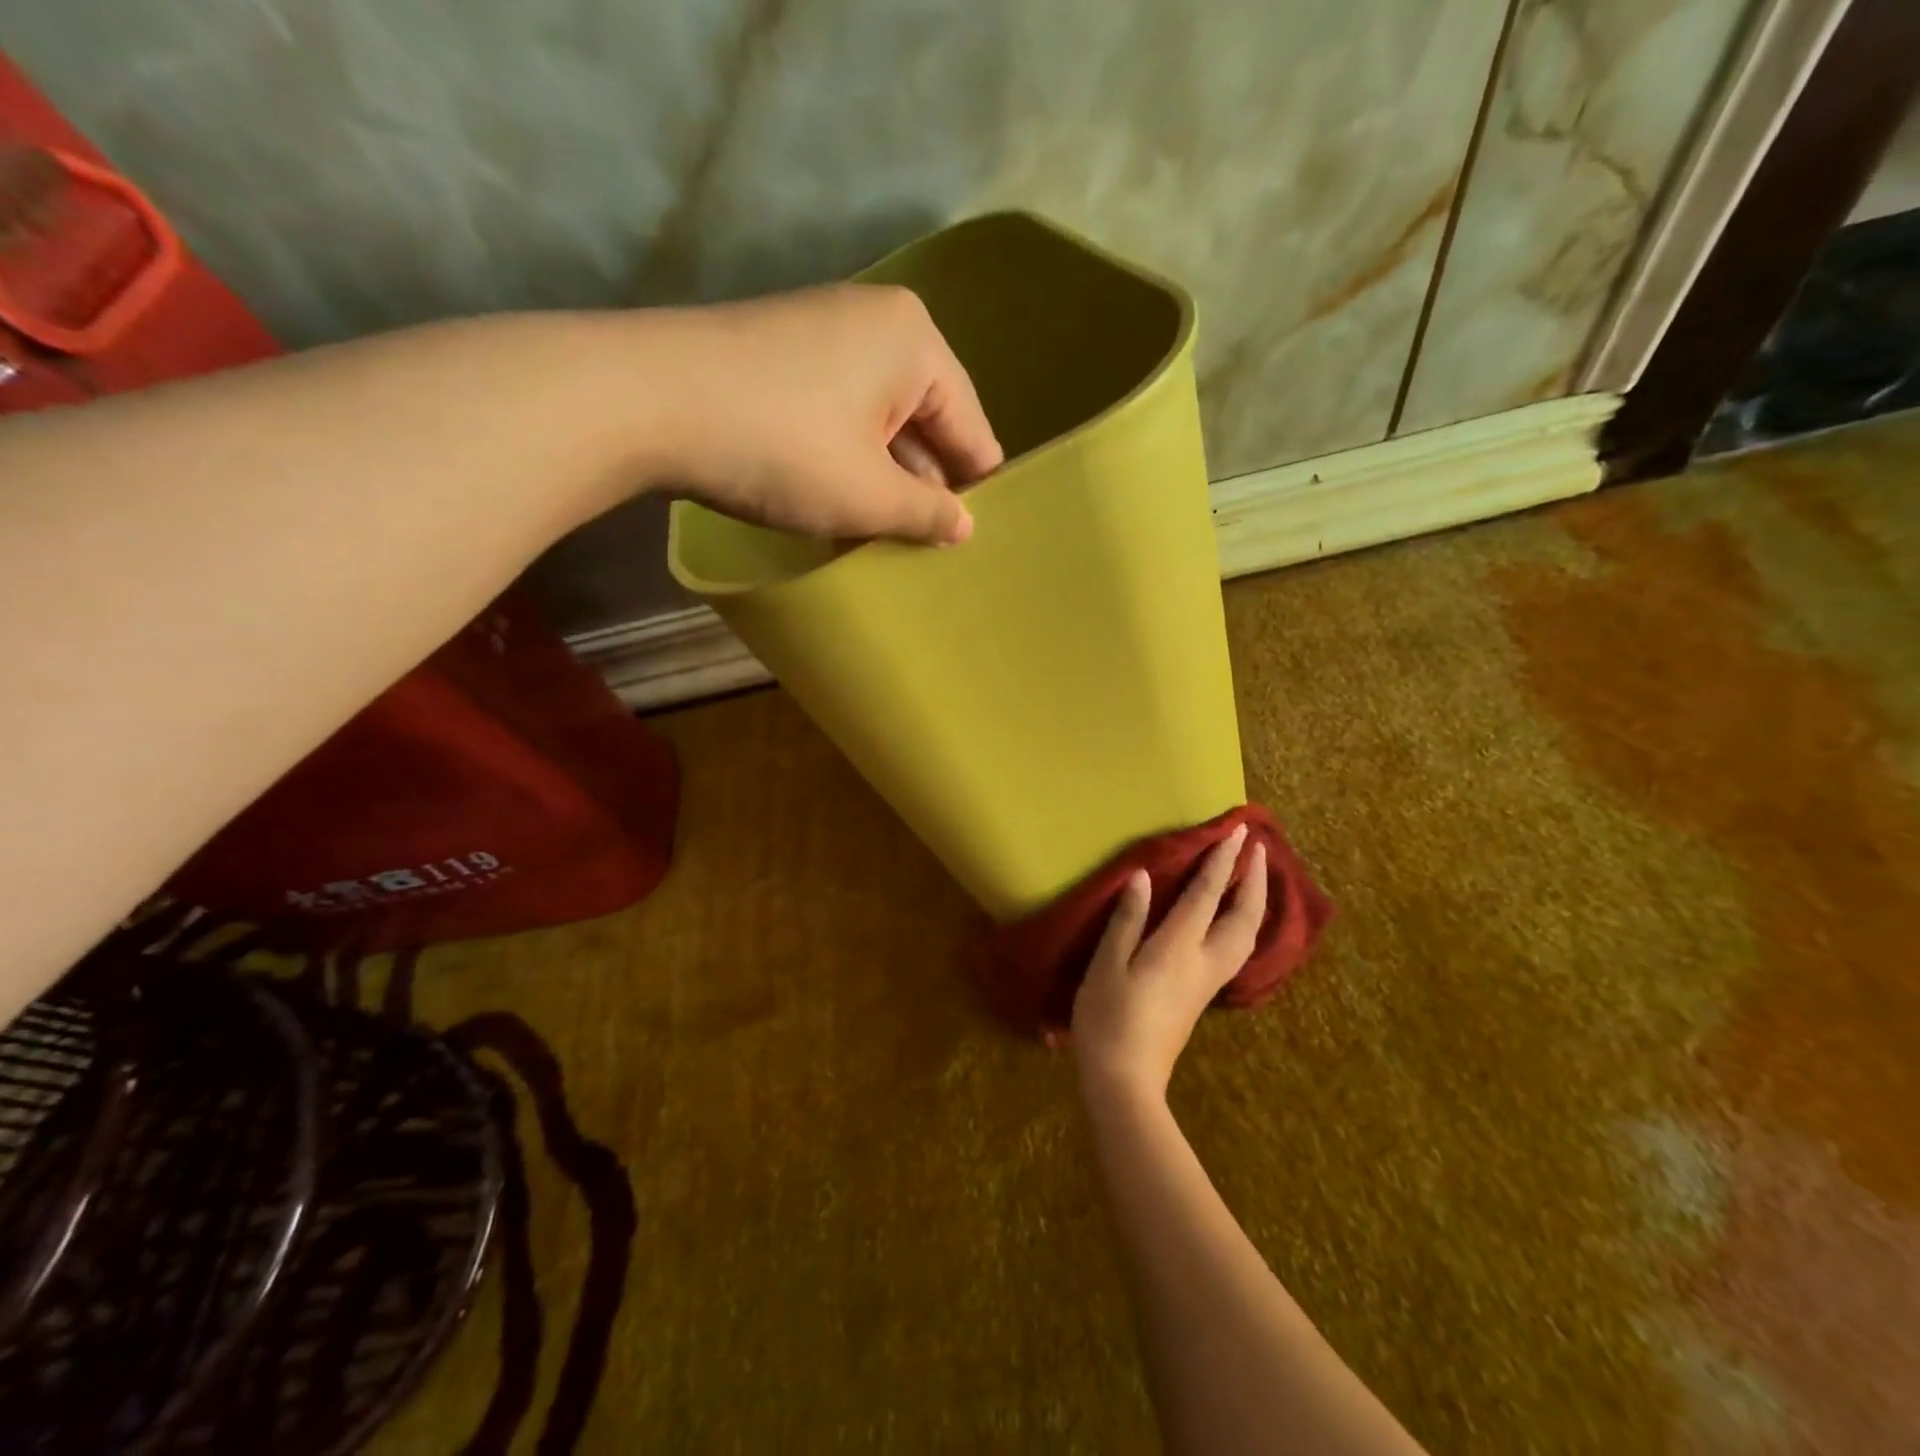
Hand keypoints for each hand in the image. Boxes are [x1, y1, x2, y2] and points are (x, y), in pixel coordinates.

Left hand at [646, 283, 1002, 543]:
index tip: (974, 542)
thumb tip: (965, 526)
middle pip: (925, 422)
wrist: (645, 401)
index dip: (975, 490)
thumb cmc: (781, 448)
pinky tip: (838, 506)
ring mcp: (825, 332)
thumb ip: (927, 514)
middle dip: (923, 487)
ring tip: (884, 539)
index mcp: (915, 343)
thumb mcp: (867, 495)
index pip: (971, 428)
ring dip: (882, 480)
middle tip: (926, 550)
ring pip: (880, 423)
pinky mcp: (783, 354)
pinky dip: (846, 460)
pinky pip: (840, 415)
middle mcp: (877, 323)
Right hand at [1072, 826, 1267, 1108]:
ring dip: (1255, 901)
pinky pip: (1238, 948)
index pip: (1207, 895)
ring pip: (1246, 935)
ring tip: (1254, 877)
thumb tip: (1144, 877)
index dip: (1222, 861)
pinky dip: (1245, 922)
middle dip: (1254, 879)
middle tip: (1258, 848)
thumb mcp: (1107, 965)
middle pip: (1243, 916)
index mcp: (1178, 948)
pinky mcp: (1204, 995)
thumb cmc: (1108, 1018)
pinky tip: (1236, 919)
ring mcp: (1209, 981)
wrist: (1126, 1079)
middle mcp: (1204, 961)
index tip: (1237, 832)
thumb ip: (1128, 920)